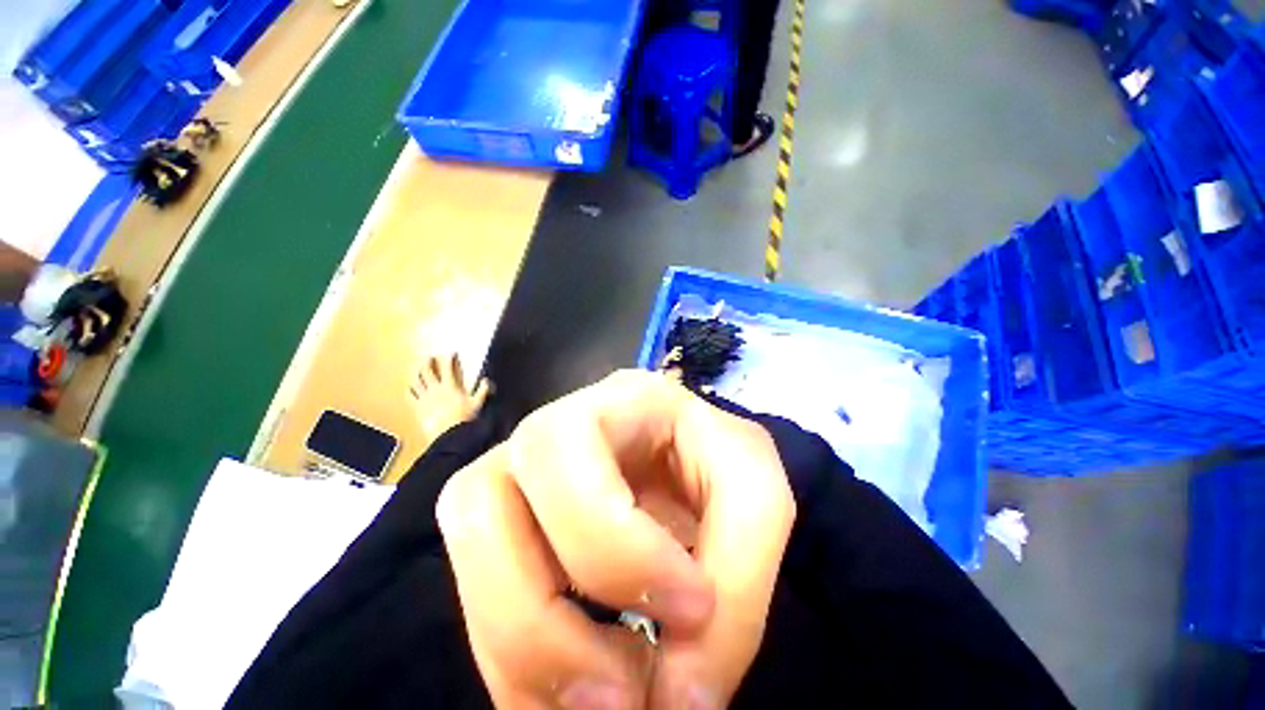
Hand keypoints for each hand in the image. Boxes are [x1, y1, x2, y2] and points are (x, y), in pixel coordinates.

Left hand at [410, 354, 489, 443]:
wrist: (448, 434)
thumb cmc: (464, 418)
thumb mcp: (477, 404)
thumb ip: (482, 390)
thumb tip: (486, 380)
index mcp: (450, 386)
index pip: (447, 368)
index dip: (449, 358)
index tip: (451, 353)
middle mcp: (434, 389)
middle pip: (426, 371)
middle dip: (427, 361)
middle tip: (429, 357)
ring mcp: (424, 398)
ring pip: (415, 381)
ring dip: (415, 373)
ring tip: (417, 368)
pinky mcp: (417, 407)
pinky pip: (410, 395)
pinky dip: (409, 388)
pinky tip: (410, 386)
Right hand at [437, 371, 795, 707]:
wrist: (701, 468)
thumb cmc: (726, 465)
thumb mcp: (757, 502)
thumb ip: (736, 594)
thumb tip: (678, 700)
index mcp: (618, 398)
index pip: (566, 452)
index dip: (610, 544)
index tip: (687, 611)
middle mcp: (555, 427)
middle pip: (481, 498)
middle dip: (538, 614)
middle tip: (621, 692)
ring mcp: (522, 470)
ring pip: (467, 548)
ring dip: (520, 647)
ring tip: (600, 697)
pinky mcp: (510, 521)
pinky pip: (476, 594)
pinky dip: (516, 661)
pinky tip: (569, 689)